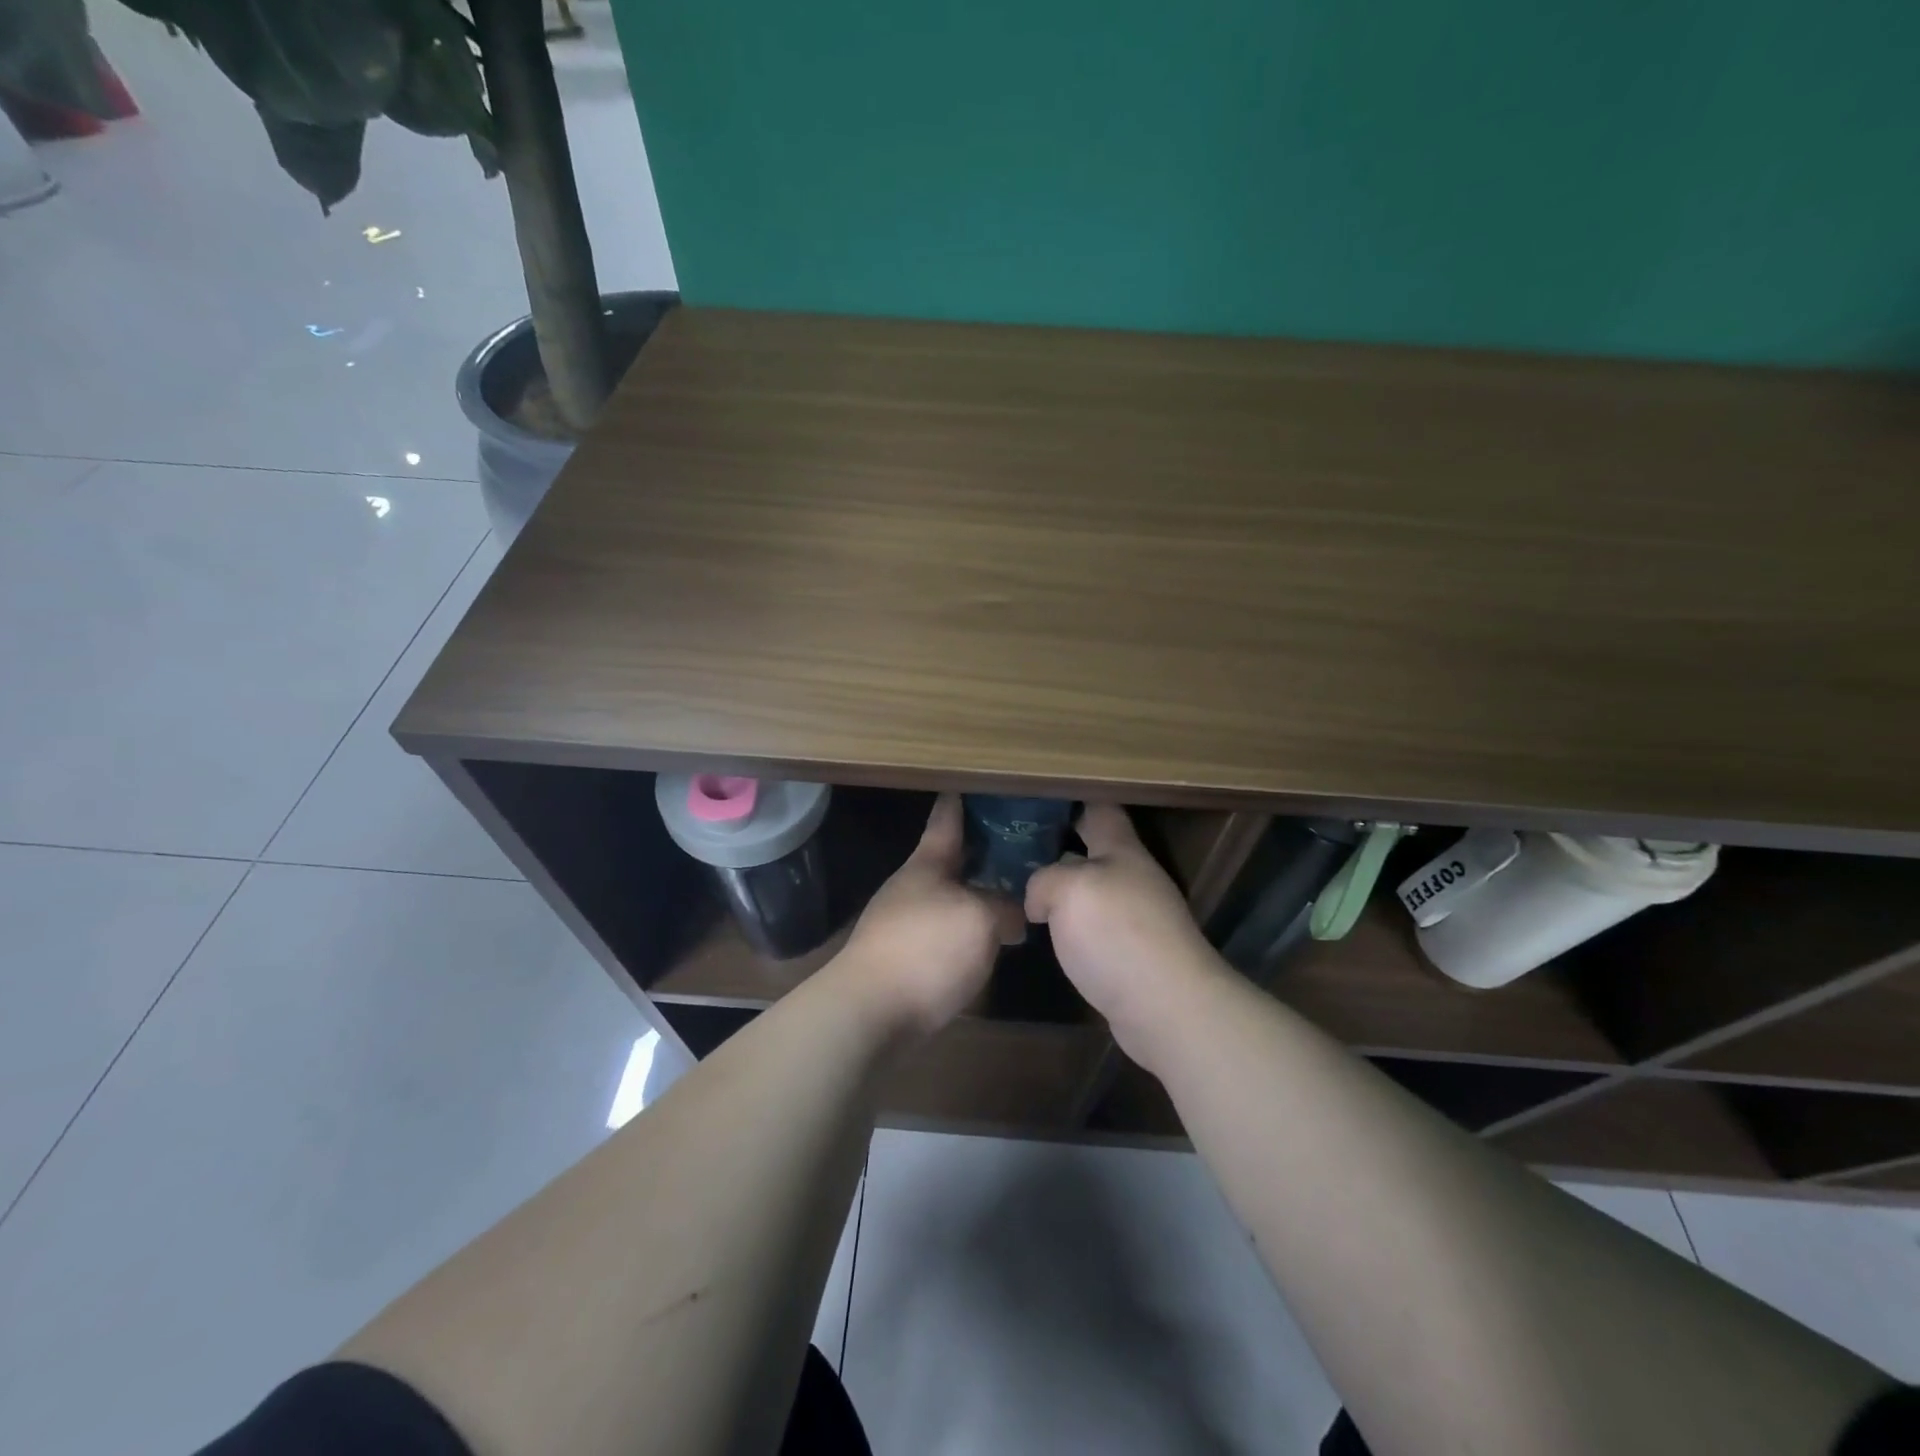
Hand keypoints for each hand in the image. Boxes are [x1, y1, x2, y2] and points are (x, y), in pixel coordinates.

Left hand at [836, 795, 1024, 1037]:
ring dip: (974, 894)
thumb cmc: (926, 949)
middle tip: (1018, 845)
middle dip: (979, 852)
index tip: (971, 783)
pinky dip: (965, 929)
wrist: (870, 1012)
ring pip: (947, 898)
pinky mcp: (902, 959)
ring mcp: (902, 923)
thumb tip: (1013, 918)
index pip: (946, 819)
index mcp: (926, 864)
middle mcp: (911, 887)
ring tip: (1011, 898)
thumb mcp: (980, 920)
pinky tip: (986, 943)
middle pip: (948, 861)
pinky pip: (942, 931)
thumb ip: (1004, 909)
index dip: (960, 801)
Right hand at [1026, 803, 1226, 1067]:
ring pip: (1092, 890)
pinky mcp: (1132, 955)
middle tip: (1015, 845)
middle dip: (1060, 844)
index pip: (1100, 809)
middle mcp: (1133, 878)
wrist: (1167, 1007)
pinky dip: (1071, 925)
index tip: (1039, 796)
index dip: (1073, 799)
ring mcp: (1137, 918)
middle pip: (1095, 849)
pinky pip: (1094, 927)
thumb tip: (1039, 899)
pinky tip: (1047, 934)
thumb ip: (1045, 880)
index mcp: (1122, 850)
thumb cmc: (1118, 934)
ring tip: (1021, 888)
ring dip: (1063, 888)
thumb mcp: (1068, 890)